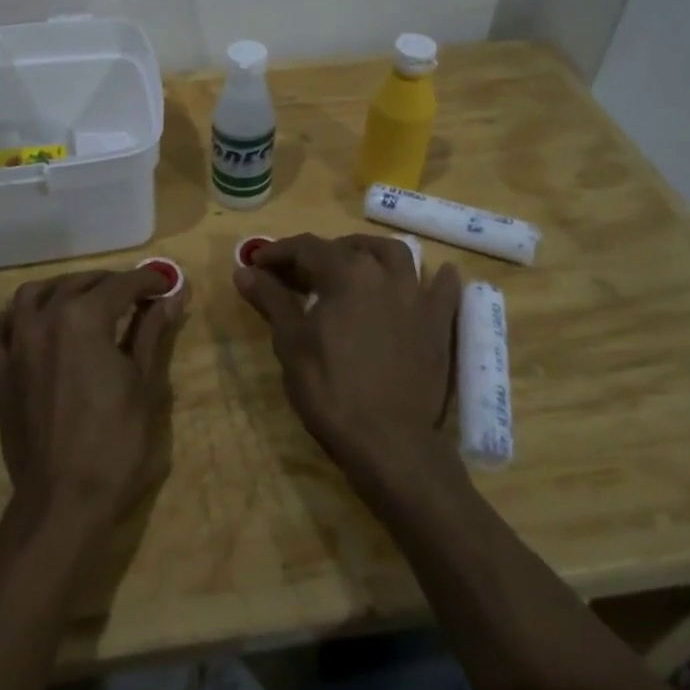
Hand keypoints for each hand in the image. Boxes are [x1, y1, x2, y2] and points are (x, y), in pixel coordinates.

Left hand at [0, 269, 186, 530]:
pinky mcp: (0, 371)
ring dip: (63, 289)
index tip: (166, 284)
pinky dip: (17, 316)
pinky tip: (34, 322)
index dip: (148, 281)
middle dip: (111, 283)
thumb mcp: (145, 385)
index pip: (121, 285)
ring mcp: (17, 344)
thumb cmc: (115, 443)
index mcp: (84, 319)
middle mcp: (45, 319)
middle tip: (136, 296)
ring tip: (86, 300)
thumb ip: (153, 332)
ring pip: (34, 294)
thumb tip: (172, 296)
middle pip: (79, 284)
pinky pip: (0, 328)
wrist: (63, 499)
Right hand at [234, 234, 462, 486]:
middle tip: (299, 273)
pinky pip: (445, 289)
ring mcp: (418, 297)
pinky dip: (438, 277)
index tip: (257, 263)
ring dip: (370, 252)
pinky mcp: (439, 324)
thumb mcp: (291, 342)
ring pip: (396, 254)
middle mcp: (385, 274)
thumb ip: (271, 299)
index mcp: (346, 274)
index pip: (306, 248)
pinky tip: (433, 276)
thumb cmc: (330, 389)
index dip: (278, 252)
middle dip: (320, 252)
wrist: (388, 441)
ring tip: (354, 264)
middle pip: (349, 247)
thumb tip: (244, 270)